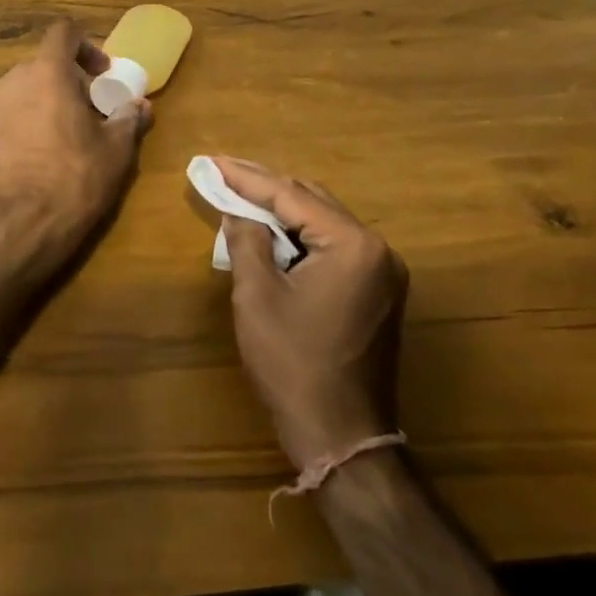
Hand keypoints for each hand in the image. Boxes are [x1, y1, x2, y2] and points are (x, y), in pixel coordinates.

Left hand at [0, 20, 149, 264]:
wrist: (24, 224)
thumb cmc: (76, 177)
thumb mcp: (116, 149)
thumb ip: (129, 119)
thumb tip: (141, 106)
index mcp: (46, 73)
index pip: (63, 33)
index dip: (87, 46)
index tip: (103, 73)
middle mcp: (13, 82)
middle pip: (44, 62)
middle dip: (71, 77)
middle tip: (94, 104)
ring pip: (27, 88)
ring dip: (51, 98)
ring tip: (74, 129)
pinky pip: (14, 112)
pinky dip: (33, 118)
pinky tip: (50, 150)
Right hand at [216, 158, 408, 468]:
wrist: (341, 434)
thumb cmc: (293, 364)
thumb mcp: (257, 296)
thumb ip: (247, 240)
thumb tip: (238, 210)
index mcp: (354, 245)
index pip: (292, 197)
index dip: (247, 177)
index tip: (212, 161)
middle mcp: (378, 249)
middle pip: (313, 202)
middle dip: (266, 189)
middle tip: (222, 174)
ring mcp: (383, 272)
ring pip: (325, 224)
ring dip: (283, 213)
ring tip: (240, 197)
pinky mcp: (377, 292)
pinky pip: (334, 248)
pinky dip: (301, 238)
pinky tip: (272, 235)